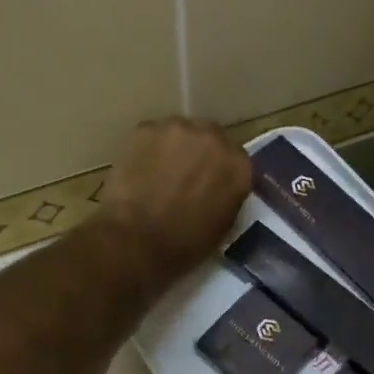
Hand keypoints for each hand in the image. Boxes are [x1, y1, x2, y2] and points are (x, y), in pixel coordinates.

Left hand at [99, 117, 251, 279]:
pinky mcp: (146, 128)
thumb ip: (227, 195)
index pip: (234, 158)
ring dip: (172, 147)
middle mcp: (213, 138)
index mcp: (238, 164)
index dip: (219, 169)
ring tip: (157, 172)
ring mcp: (178, 128)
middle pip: (209, 136)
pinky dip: (146, 149)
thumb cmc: (184, 244)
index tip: (208, 181)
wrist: (136, 241)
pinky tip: (137, 170)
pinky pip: (151, 135)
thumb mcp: (223, 225)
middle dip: (198, 152)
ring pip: (178, 132)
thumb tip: (217, 188)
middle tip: (182, 175)